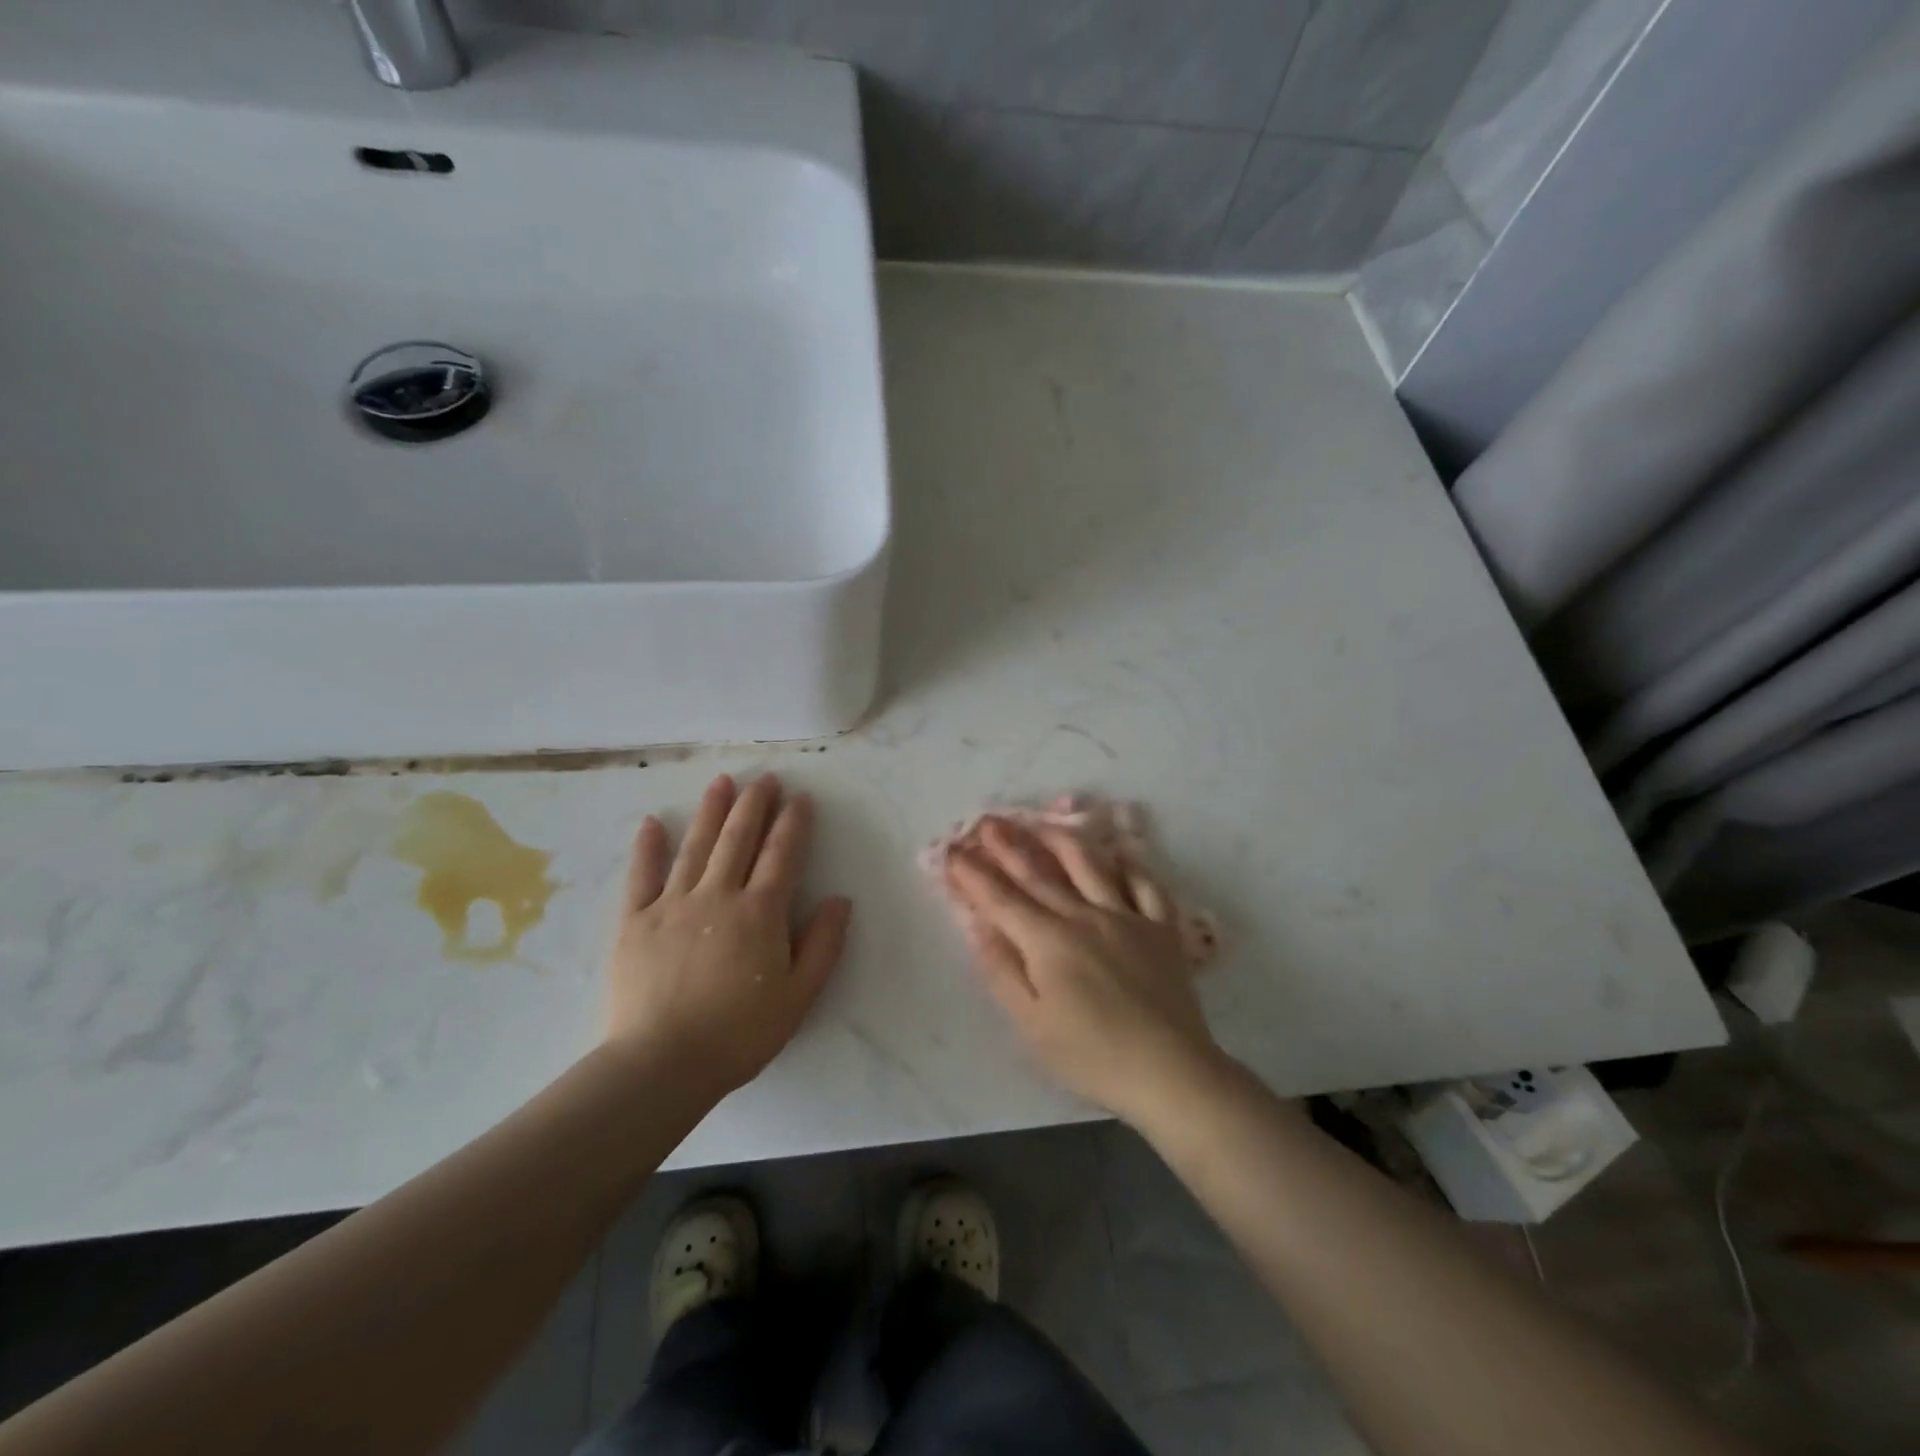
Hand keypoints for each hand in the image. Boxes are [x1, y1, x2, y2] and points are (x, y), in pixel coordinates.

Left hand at [606, 773, 850, 1097]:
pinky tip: (652, 822)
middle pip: (739, 839)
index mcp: (760, 913)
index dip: (794, 823)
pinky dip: (647, 847)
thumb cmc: (739, 1034)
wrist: (662, 1065)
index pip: (782, 855)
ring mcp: (672, 905)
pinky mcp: (634, 922)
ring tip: (721, 781)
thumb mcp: (799, 996)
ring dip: (710, 811)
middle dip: (755, 804)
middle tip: (765, 778)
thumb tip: (840, 899)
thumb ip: (823, 944)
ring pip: (695, 846)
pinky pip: (641, 876)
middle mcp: (717, 896)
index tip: (801, 797)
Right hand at [944, 816, 1223, 1124]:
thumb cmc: (1091, 1056)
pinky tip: (1117, 853)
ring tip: (1042, 821)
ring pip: (1090, 864)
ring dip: (1060, 838)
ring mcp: (1127, 916)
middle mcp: (1084, 916)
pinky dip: (1129, 864)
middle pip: (1039, 872)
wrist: (1170, 1071)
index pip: (1001, 899)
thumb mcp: (1031, 1025)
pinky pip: (1145, 884)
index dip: (973, 874)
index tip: (952, 852)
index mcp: (1048, 941)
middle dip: (1008, 844)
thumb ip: (1002, 971)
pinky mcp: (1161, 927)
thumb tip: (978, 926)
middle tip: (987, 821)